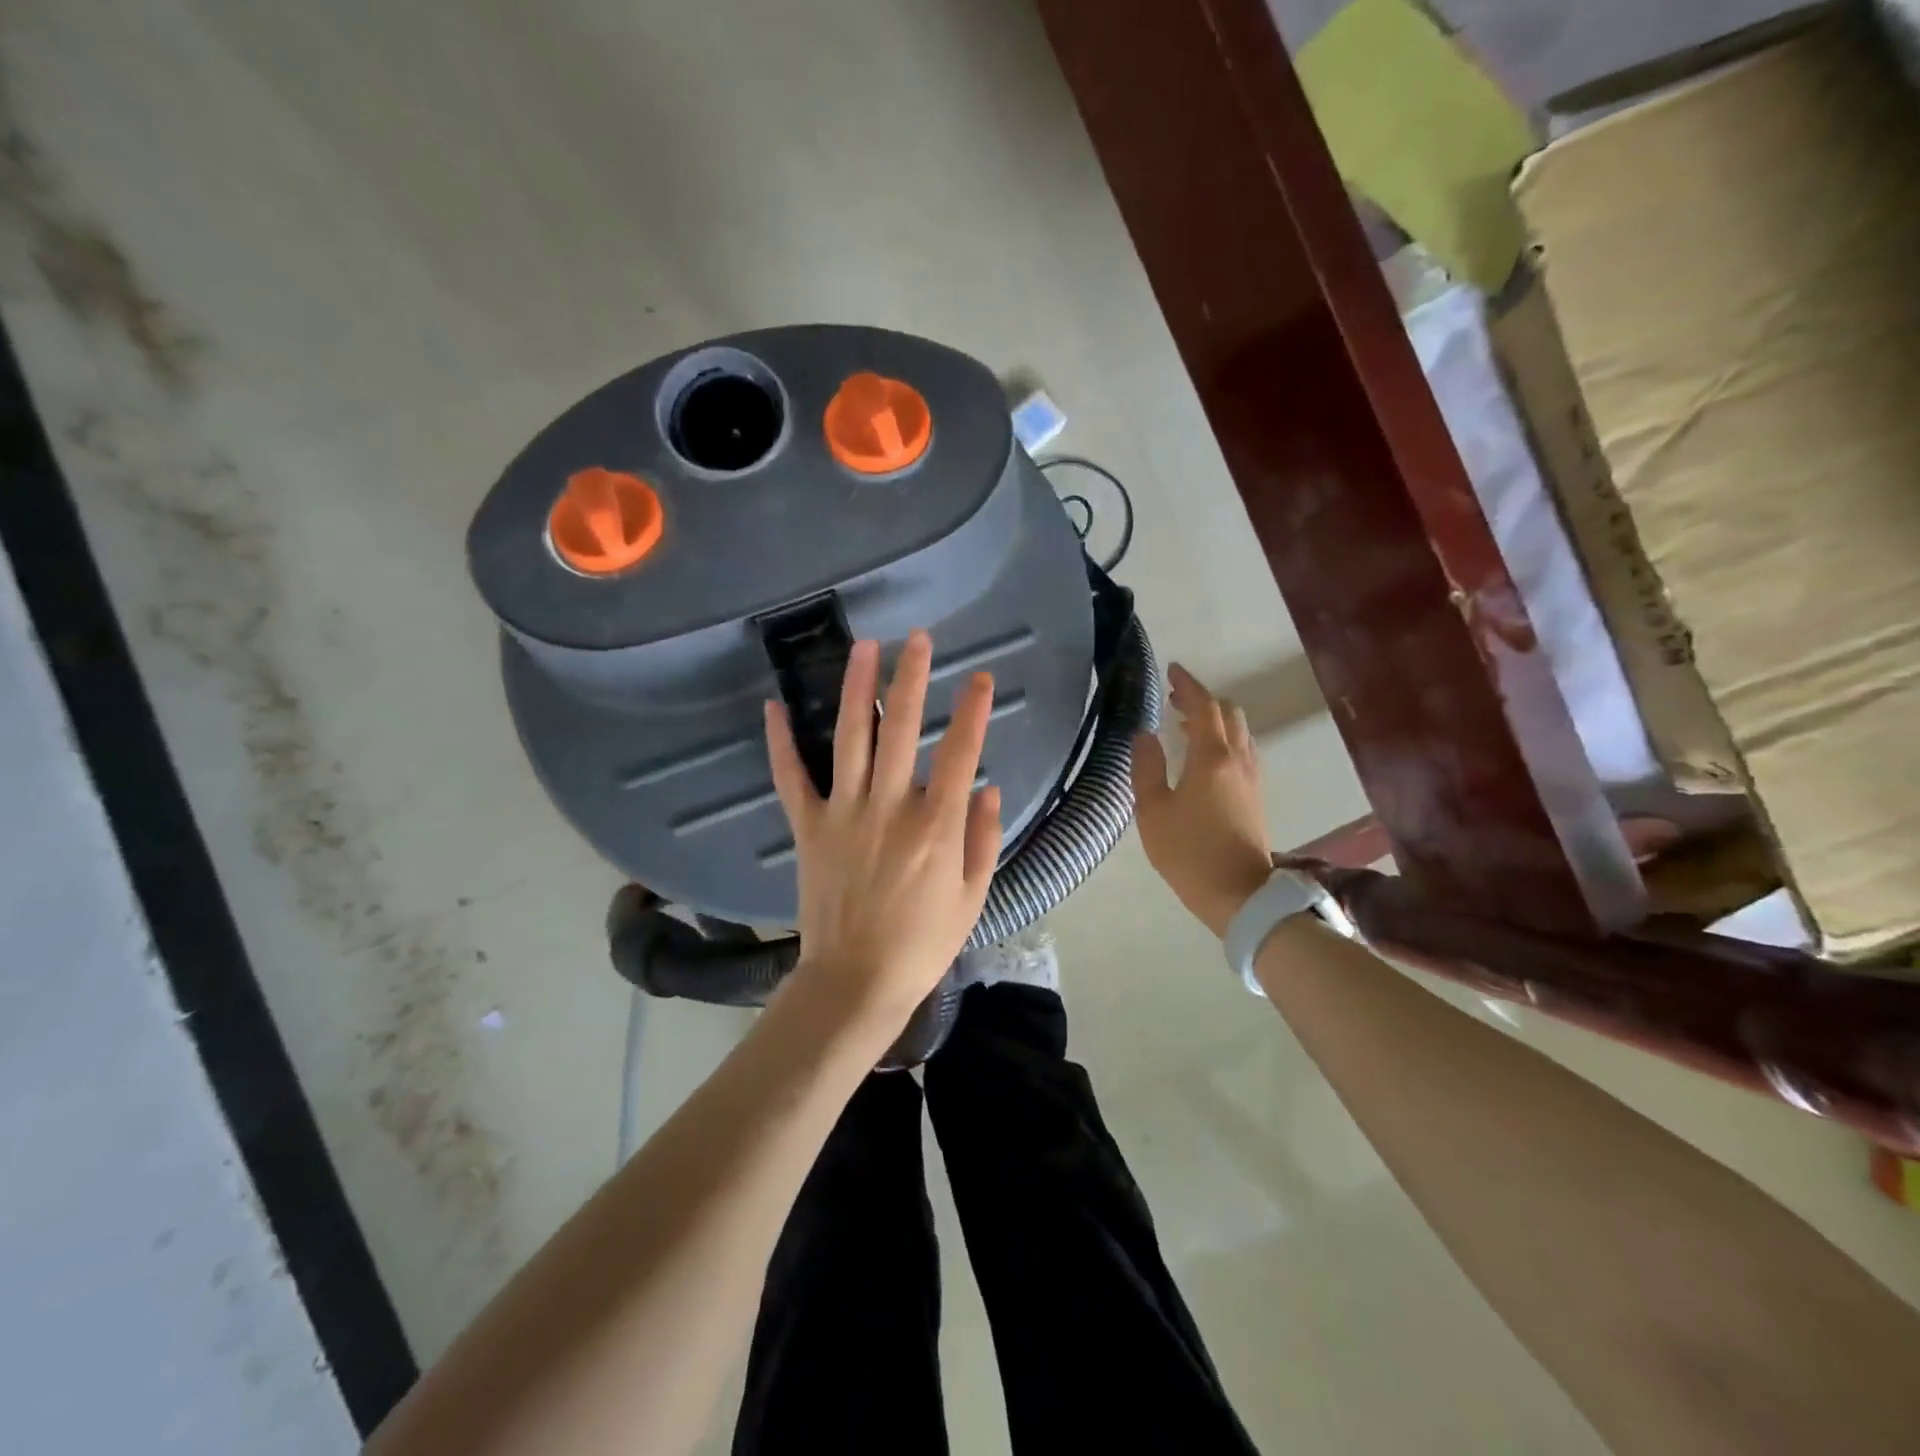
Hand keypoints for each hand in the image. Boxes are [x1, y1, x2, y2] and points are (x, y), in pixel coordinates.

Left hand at [765, 630, 1001, 1030]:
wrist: (856, 980)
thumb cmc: (923, 942)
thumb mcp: (973, 896)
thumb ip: (984, 837)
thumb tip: (989, 786)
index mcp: (936, 826)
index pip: (960, 752)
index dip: (973, 710)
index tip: (981, 678)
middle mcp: (890, 807)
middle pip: (901, 728)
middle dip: (913, 678)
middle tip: (919, 639)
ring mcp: (844, 813)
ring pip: (851, 738)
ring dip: (857, 688)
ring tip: (865, 646)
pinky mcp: (809, 826)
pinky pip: (791, 777)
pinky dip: (780, 742)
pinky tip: (774, 706)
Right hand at [1131, 663, 1273, 938]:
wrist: (1241, 895)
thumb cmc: (1189, 852)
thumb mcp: (1153, 811)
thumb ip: (1146, 768)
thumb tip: (1144, 735)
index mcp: (1213, 757)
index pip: (1204, 707)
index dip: (1188, 685)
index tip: (1172, 670)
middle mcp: (1238, 759)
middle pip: (1229, 714)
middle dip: (1203, 700)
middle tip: (1175, 699)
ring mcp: (1252, 778)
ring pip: (1240, 733)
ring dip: (1216, 720)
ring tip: (1185, 726)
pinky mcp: (1255, 796)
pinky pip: (1243, 752)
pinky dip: (1224, 740)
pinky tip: (1205, 758)